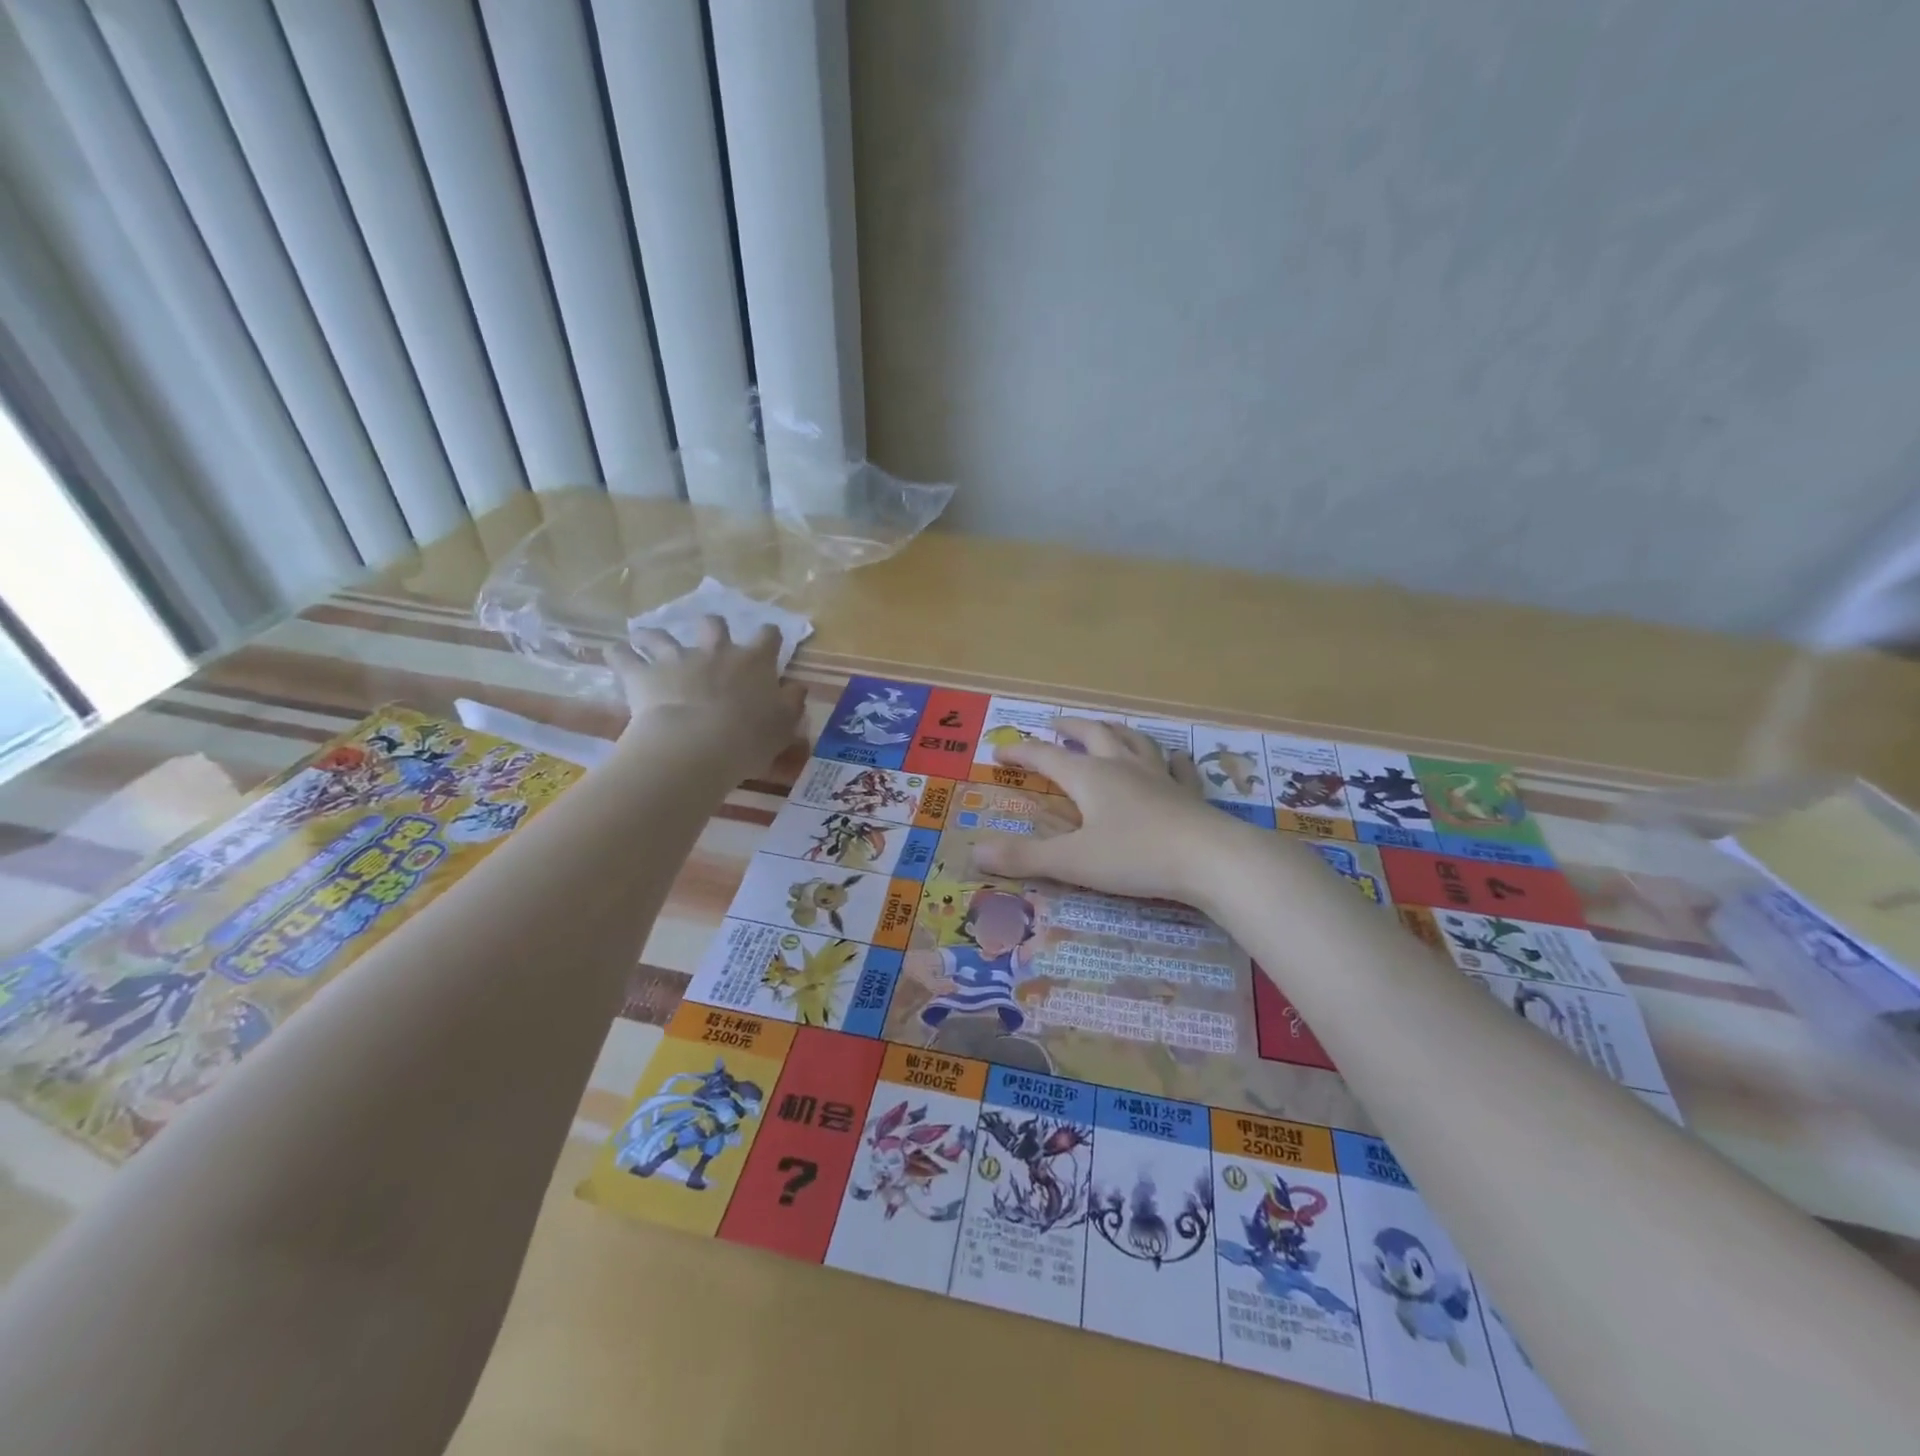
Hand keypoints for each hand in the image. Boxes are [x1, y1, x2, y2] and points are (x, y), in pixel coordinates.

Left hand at [607, 616, 804, 775]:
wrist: (696, 745)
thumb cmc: (748, 738)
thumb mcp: (783, 726)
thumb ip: (791, 704)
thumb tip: (797, 688)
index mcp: (753, 662)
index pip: (767, 637)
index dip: (769, 638)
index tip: (769, 644)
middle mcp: (716, 652)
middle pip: (713, 625)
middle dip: (711, 627)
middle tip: (708, 639)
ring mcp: (676, 658)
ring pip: (661, 635)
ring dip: (654, 635)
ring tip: (646, 638)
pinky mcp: (642, 674)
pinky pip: (623, 656)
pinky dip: (618, 654)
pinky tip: (613, 653)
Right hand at [972, 718, 1247, 903]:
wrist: (1211, 859)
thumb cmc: (1136, 857)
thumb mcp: (1072, 862)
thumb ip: (1024, 857)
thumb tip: (976, 852)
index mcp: (1090, 778)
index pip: (1046, 756)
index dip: (1020, 751)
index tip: (999, 751)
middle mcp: (1122, 767)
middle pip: (1092, 735)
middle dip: (1070, 728)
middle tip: (1055, 724)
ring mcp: (1159, 777)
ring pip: (1133, 741)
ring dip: (1114, 731)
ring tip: (1105, 728)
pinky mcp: (1188, 794)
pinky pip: (1178, 768)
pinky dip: (1170, 759)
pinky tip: (1174, 758)